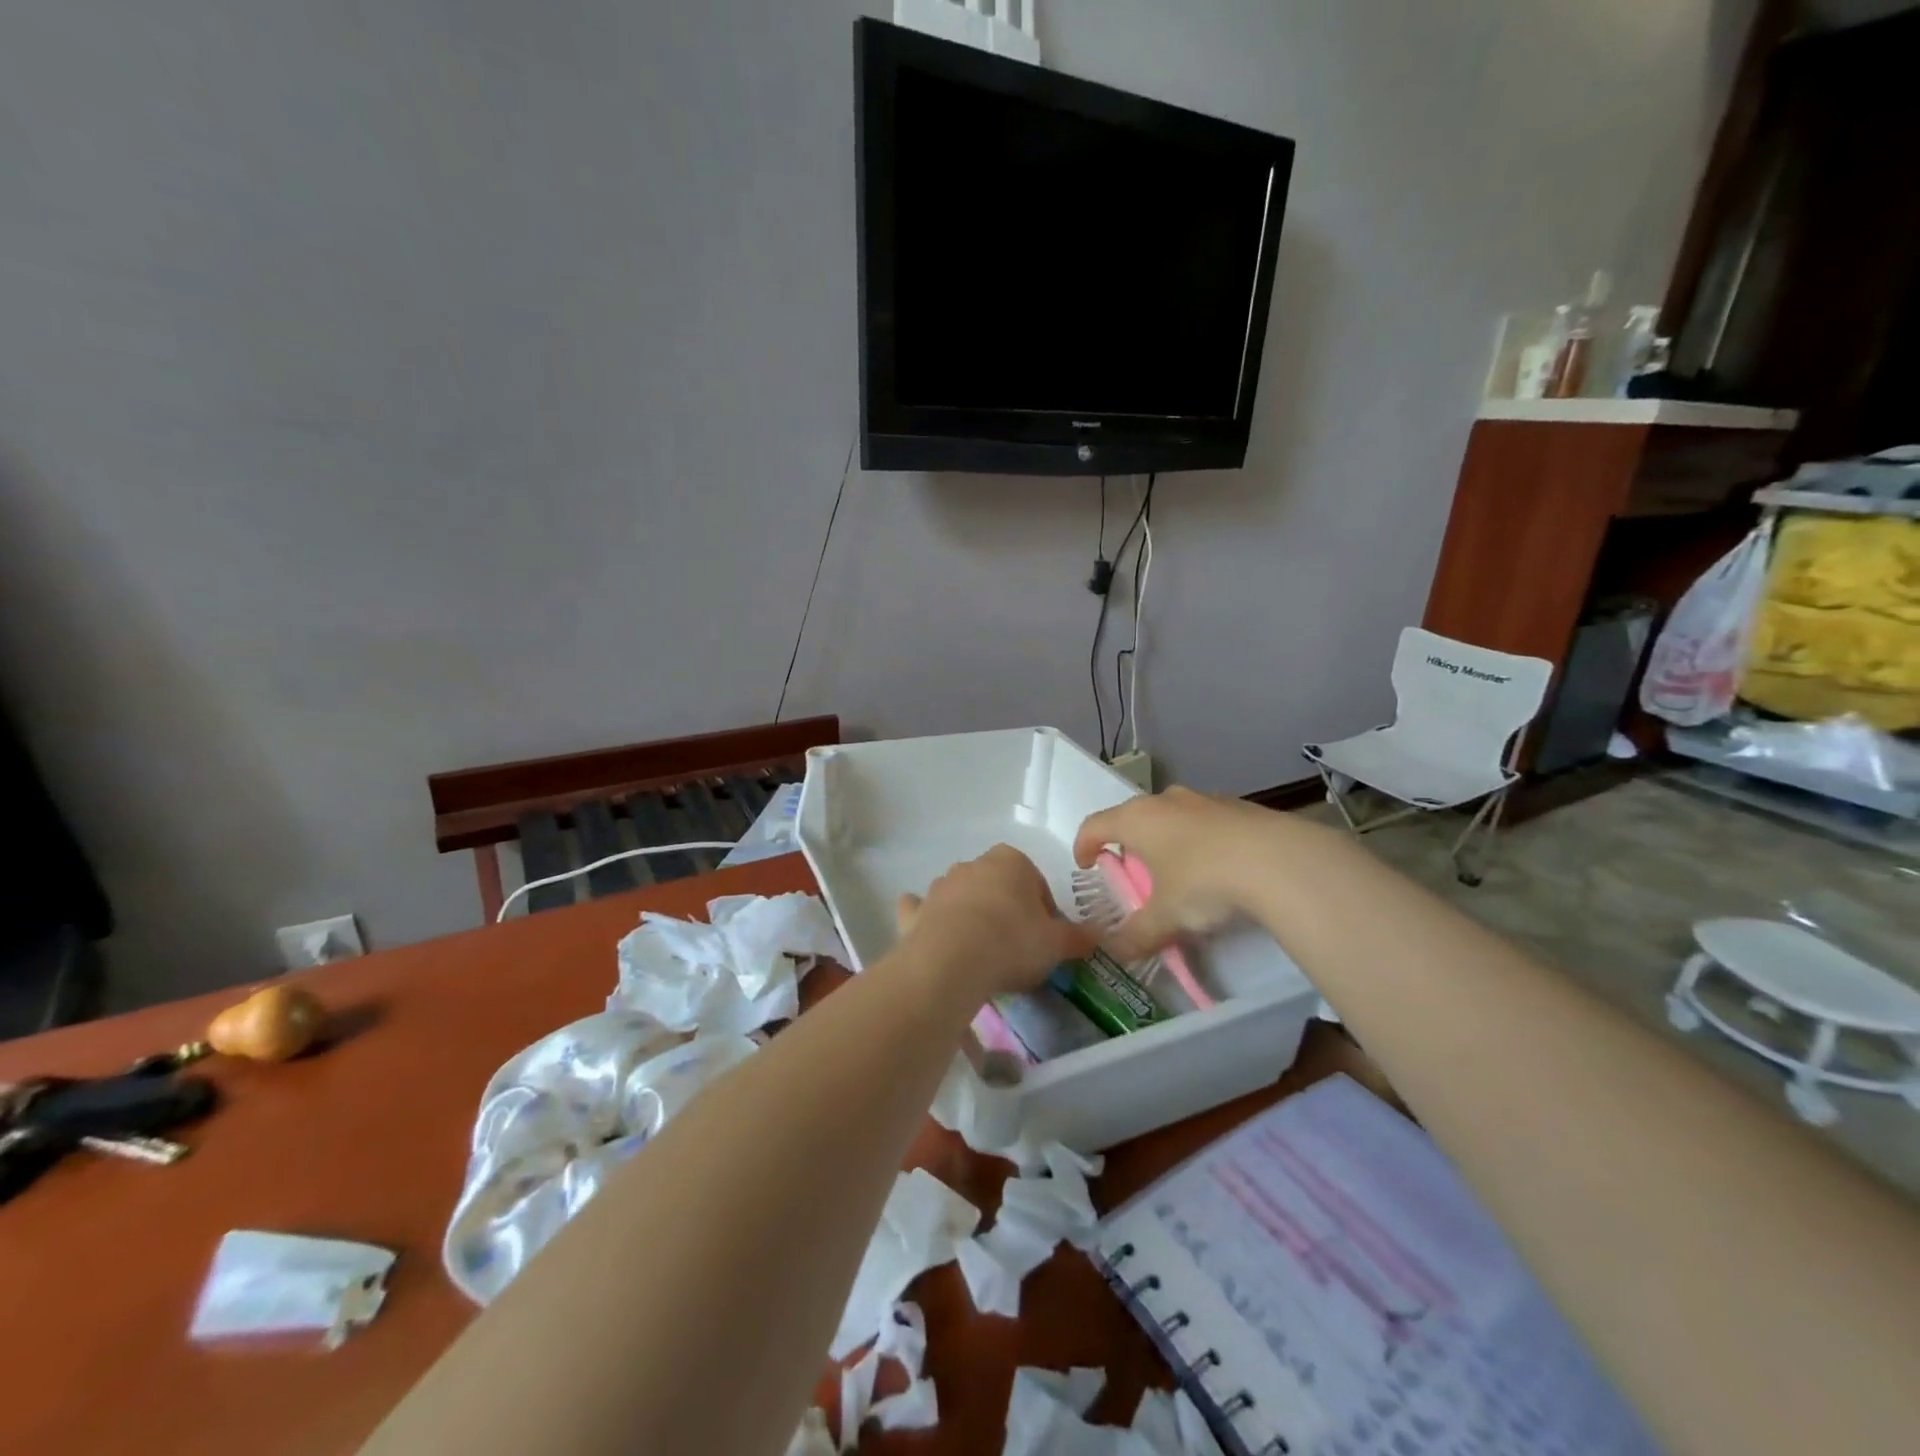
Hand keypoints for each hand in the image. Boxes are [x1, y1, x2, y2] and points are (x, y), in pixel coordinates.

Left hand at [894, 845, 1092, 1002]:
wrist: (951, 961)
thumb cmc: (1012, 942)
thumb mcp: (1056, 944)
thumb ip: (1078, 938)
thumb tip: (1098, 936)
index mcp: (1011, 862)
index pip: (1035, 881)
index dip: (1043, 911)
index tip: (1045, 939)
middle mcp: (973, 865)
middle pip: (996, 886)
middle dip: (1006, 909)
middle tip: (1016, 948)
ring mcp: (939, 886)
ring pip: (960, 896)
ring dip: (969, 915)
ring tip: (981, 954)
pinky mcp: (914, 911)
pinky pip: (921, 910)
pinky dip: (927, 920)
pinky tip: (936, 940)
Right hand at [1073, 787, 1290, 960]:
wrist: (1279, 860)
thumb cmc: (1204, 881)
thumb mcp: (1166, 917)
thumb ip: (1138, 935)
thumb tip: (1117, 952)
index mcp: (1137, 819)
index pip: (1094, 825)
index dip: (1084, 845)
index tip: (1086, 865)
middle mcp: (1165, 801)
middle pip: (1134, 817)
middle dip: (1129, 844)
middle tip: (1134, 874)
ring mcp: (1204, 799)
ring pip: (1172, 817)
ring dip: (1167, 840)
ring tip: (1178, 873)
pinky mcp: (1238, 806)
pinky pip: (1206, 822)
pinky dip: (1201, 841)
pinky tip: (1219, 869)